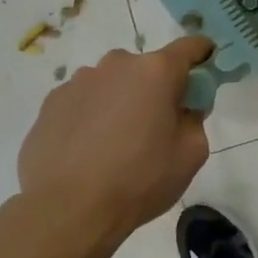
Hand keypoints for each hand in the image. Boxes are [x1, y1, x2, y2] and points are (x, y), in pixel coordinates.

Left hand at [17, 36, 212, 244]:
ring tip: (115, 144)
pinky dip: (91, 116)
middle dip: (156, 88)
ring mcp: (78, 81)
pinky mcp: (51, 103)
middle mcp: (116, 65)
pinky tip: (87, 151)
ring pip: (112, 84)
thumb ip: (195, 119)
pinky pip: (83, 101)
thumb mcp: (190, 154)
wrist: (67, 210)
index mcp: (156, 72)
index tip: (206, 68)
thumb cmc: (139, 180)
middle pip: (147, 68)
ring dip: (120, 101)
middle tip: (156, 126)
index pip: (189, 47)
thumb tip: (184, 107)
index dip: (202, 54)